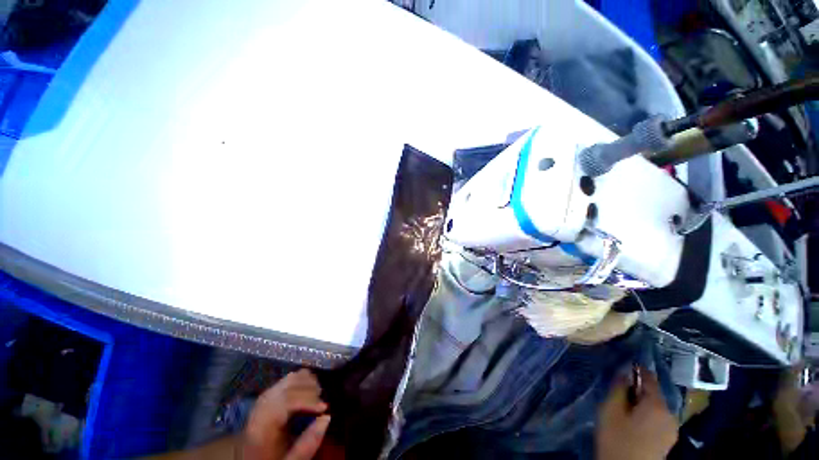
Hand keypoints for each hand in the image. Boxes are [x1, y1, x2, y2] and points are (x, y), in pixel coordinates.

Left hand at [241, 369, 330, 459]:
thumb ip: (306, 445)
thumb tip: (327, 417)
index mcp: (262, 424)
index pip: (287, 400)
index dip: (309, 400)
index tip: (324, 408)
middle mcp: (260, 407)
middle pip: (288, 386)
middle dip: (309, 389)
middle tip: (322, 401)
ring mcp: (262, 401)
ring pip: (287, 380)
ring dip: (305, 383)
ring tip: (317, 394)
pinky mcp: (266, 399)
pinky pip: (284, 382)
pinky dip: (299, 382)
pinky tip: (307, 391)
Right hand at [595, 367, 677, 459]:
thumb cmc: (617, 439)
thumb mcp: (610, 411)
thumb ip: (618, 389)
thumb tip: (624, 373)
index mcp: (658, 406)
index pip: (649, 379)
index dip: (637, 369)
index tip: (626, 361)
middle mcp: (671, 415)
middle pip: (654, 394)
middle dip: (638, 389)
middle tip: (619, 388)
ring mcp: (672, 429)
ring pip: (656, 407)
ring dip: (642, 402)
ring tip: (625, 404)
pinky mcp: (668, 440)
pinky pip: (658, 418)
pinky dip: (647, 413)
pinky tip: (634, 419)